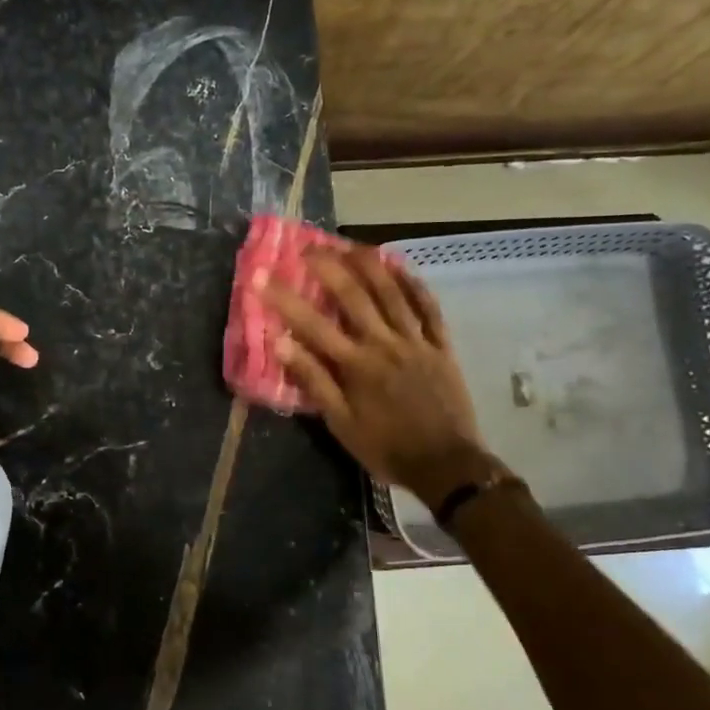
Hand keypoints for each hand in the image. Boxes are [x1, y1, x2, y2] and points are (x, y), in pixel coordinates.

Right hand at [261, 247, 492, 499]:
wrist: (447, 465)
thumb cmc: (386, 448)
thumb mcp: (340, 424)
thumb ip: (313, 381)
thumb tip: (281, 344)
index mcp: (356, 366)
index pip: (312, 325)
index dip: (284, 298)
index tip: (262, 277)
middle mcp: (385, 344)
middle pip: (354, 296)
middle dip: (328, 267)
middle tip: (307, 247)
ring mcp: (416, 341)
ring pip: (392, 293)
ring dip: (369, 264)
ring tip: (349, 244)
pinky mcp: (441, 345)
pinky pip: (428, 307)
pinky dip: (413, 283)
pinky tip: (399, 266)